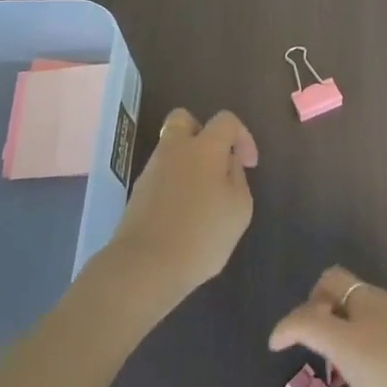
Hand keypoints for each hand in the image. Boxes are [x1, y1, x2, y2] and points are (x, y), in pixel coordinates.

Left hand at [107, 109, 257, 311]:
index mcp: (204, 147)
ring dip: (187, 162)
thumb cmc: (202, 235)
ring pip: (170, 149)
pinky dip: (174, 184)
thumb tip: (228, 163)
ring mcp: (151, 170)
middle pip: (184, 120)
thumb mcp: (239, 209)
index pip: (226, 120)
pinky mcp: (137, 193)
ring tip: (202, 196)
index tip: (249, 164)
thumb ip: (237, 178)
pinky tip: (183, 213)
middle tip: (215, 161)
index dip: (243, 136)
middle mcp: (174, 149)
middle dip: (202, 132)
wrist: (145, 266)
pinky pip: (161, 175)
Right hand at [267, 266, 386, 386]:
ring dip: (345, 311)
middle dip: (315, 301)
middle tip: (315, 339)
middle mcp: (374, 314)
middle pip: (334, 282)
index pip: (307, 318)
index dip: (286, 327)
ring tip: (351, 361)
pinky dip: (370, 318)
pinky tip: (384, 361)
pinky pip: (385, 304)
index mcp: (355, 343)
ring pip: (361, 291)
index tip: (276, 345)